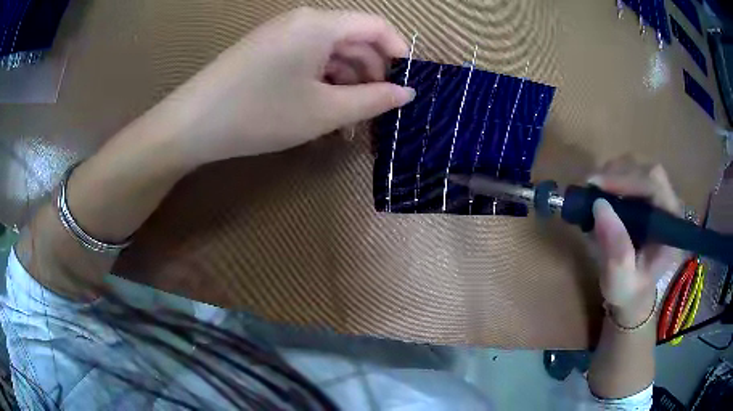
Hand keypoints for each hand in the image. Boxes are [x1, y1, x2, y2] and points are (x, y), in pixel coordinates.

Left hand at [160, 8, 414, 164]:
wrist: (192, 124)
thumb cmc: (261, 113)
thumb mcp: (325, 111)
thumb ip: (374, 100)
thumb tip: (407, 93)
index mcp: (321, 24)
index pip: (377, 27)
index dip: (399, 54)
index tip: (407, 86)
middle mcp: (303, 21)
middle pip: (353, 40)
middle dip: (370, 76)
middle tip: (374, 115)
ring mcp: (282, 34)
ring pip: (330, 54)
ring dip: (345, 85)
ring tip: (346, 123)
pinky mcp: (267, 51)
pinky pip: (307, 60)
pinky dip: (321, 83)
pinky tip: (321, 112)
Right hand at [588, 157, 683, 325]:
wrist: (633, 296)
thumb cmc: (629, 293)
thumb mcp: (621, 281)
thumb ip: (616, 251)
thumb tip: (599, 206)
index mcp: (671, 228)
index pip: (655, 187)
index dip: (627, 180)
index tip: (597, 185)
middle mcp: (669, 208)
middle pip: (648, 172)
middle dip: (619, 174)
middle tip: (592, 187)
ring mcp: (660, 201)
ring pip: (640, 170)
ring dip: (615, 175)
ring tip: (594, 192)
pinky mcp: (648, 199)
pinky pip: (633, 177)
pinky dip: (614, 179)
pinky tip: (602, 194)